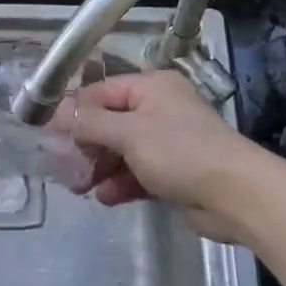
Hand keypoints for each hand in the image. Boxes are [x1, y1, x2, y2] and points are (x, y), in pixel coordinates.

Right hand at [67, 70, 257, 242]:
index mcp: (152, 87)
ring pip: (123, 150)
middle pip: (111, 123)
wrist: (237, 196)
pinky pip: (139, 172)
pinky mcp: (176, 172)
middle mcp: (160, 109)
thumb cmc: (180, 152)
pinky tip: (106, 197)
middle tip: (62, 166)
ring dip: (101, 167)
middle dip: (87, 145)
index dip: (74, 111)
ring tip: (79, 186)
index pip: (102, 92)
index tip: (47, 132)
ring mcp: (169, 142)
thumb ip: (89, 123)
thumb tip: (54, 114)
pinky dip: (122, 182)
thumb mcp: (128, 133)